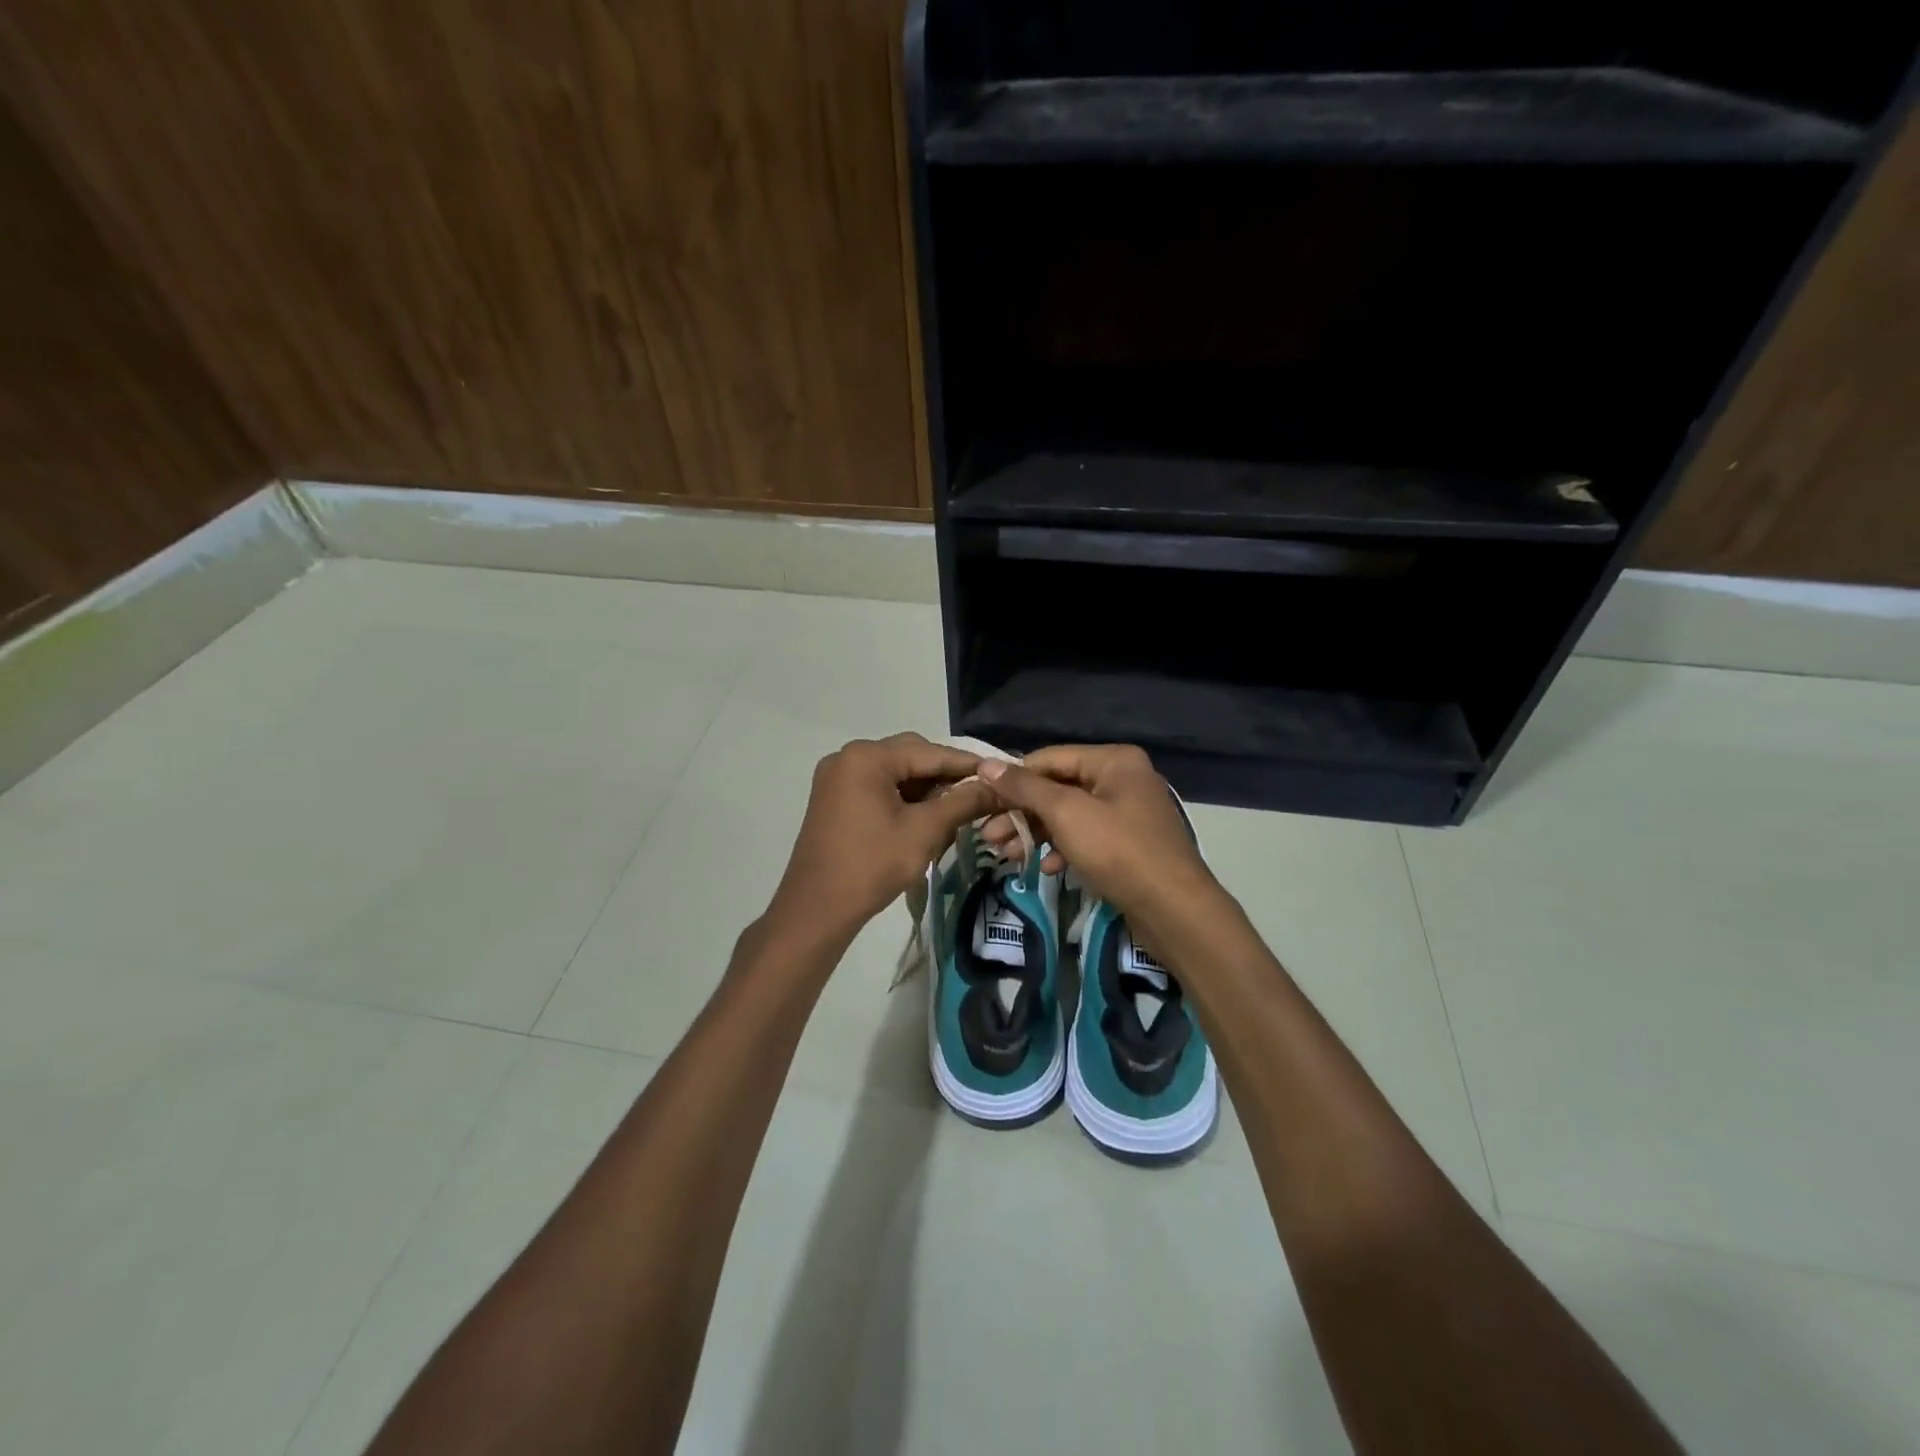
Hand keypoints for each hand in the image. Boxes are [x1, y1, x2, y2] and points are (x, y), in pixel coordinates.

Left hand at [766, 733, 997, 942]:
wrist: (816, 910)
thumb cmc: (872, 866)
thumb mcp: (924, 832)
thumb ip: (963, 803)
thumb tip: (997, 787)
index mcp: (867, 757)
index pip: (929, 752)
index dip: (967, 764)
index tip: (1001, 773)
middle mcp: (849, 757)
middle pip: (911, 756)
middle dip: (945, 775)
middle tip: (981, 793)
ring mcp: (838, 778)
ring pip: (895, 772)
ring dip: (926, 787)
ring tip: (959, 807)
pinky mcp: (835, 798)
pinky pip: (879, 787)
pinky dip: (904, 798)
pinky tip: (928, 815)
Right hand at [977, 745, 1217, 920]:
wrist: (1173, 909)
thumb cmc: (1118, 851)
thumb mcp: (1066, 814)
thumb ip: (1025, 788)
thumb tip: (985, 765)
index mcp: (1113, 760)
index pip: (1049, 759)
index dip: (1013, 779)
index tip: (981, 802)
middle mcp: (1122, 779)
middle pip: (1058, 788)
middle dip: (1021, 813)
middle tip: (988, 838)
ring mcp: (1128, 813)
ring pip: (1069, 816)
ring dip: (1036, 834)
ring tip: (1005, 856)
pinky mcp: (1129, 844)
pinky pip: (1086, 837)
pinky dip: (1063, 849)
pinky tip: (1045, 869)